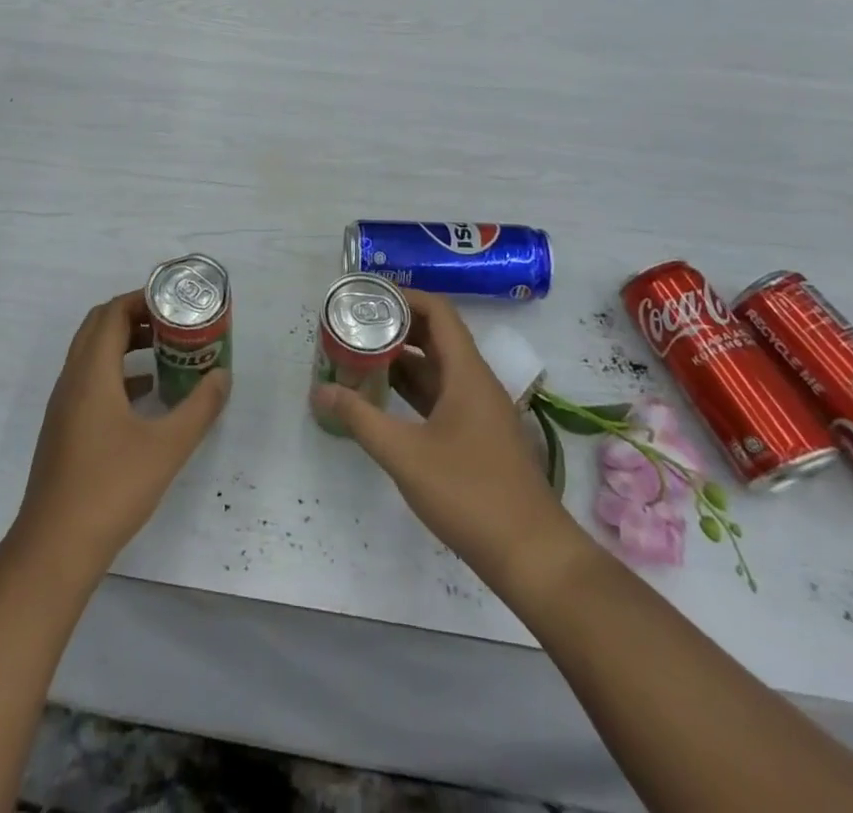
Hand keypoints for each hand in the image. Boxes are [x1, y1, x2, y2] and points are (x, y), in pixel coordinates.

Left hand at [15, 291, 230, 570]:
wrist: (55, 547)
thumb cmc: (111, 488)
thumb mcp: (167, 447)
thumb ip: (200, 408)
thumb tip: (223, 376)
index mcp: (92, 373)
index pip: (111, 313)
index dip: (142, 299)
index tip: (174, 301)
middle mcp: (72, 380)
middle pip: (98, 327)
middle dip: (135, 316)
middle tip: (173, 322)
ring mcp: (64, 406)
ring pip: (92, 355)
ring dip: (125, 344)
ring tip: (166, 351)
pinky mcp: (64, 429)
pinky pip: (90, 381)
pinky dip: (118, 373)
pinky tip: (146, 394)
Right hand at [311, 290, 586, 594]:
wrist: (532, 555)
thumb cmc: (470, 494)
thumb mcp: (405, 454)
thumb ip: (360, 419)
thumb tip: (320, 391)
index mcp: (467, 373)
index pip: (438, 312)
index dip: (404, 297)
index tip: (366, 297)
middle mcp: (476, 382)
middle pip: (436, 337)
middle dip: (396, 327)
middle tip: (354, 325)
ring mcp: (479, 411)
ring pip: (437, 369)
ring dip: (402, 359)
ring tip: (360, 355)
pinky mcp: (478, 436)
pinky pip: (441, 396)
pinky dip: (413, 389)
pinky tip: (383, 399)